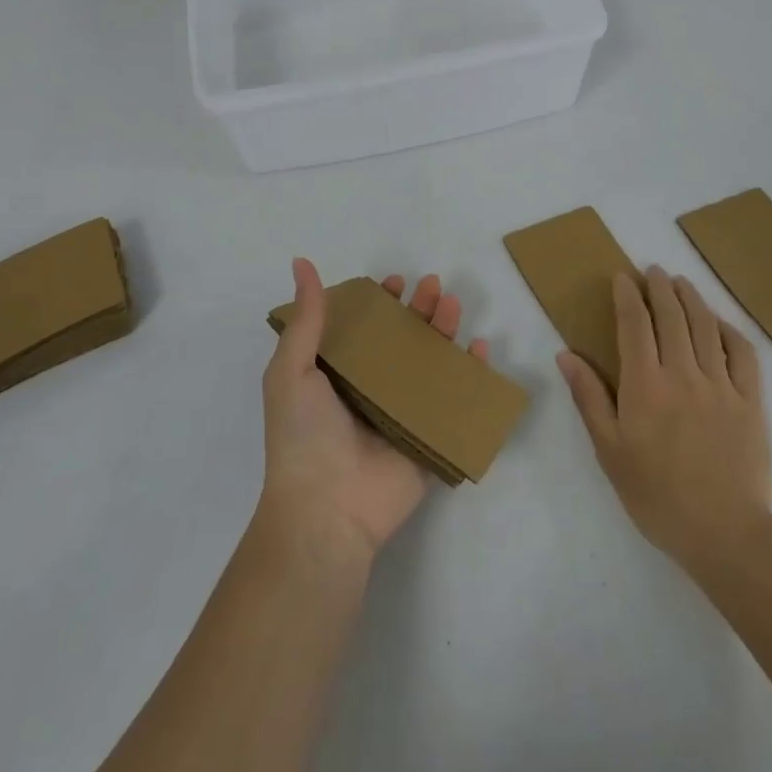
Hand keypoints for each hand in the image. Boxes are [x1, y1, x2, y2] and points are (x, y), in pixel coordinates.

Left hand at [259, 258, 489, 568]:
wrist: (326, 510)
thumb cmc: (304, 435)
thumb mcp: (292, 369)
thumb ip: (306, 318)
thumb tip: (300, 262)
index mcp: (338, 375)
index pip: (364, 329)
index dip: (379, 303)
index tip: (394, 283)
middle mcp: (371, 390)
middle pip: (402, 340)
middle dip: (420, 310)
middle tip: (433, 286)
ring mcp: (402, 414)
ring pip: (430, 364)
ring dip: (444, 332)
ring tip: (454, 306)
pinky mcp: (428, 438)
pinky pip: (455, 402)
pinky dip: (471, 376)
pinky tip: (479, 350)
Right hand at [557, 266, 771, 582]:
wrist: (725, 533)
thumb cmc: (656, 495)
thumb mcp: (609, 450)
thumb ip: (589, 397)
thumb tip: (566, 354)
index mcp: (645, 384)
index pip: (634, 325)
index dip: (627, 296)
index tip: (622, 276)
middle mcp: (683, 373)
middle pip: (672, 316)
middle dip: (660, 287)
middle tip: (653, 270)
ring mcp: (721, 385)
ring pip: (706, 327)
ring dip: (692, 298)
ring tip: (682, 283)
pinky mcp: (751, 402)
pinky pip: (743, 354)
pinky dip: (730, 330)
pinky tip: (720, 323)